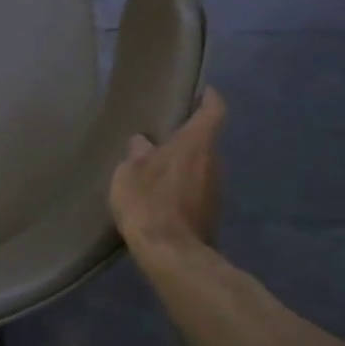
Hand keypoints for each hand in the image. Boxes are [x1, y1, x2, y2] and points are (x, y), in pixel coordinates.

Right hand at [108, 88, 225, 263]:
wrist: (172, 254)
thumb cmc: (148, 202)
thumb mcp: (128, 173)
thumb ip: (137, 154)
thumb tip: (143, 143)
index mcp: (195, 144)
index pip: (213, 111)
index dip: (210, 99)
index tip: (203, 91)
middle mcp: (213, 162)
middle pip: (204, 142)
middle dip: (185, 139)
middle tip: (160, 139)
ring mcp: (216, 189)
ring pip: (200, 167)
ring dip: (183, 166)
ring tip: (155, 171)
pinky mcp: (211, 213)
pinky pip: (197, 190)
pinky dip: (182, 188)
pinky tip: (160, 198)